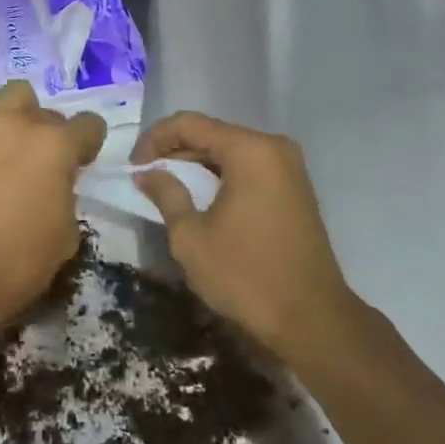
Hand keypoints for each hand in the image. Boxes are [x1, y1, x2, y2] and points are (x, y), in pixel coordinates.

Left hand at [0, 81, 105, 341]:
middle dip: (48, 131)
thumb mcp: (64, 238)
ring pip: (5, 104)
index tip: (81, 164)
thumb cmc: (13, 264)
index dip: (88, 145)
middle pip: (44, 108)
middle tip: (42, 163)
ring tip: (8, 159)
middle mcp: (15, 123)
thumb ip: (65, 197)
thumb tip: (54, 188)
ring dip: (15, 123)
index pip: (88, 124)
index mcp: (53, 145)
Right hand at [133, 112, 352, 359]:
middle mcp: (273, 148)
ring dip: (196, 164)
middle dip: (175, 150)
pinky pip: (248, 168)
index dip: (154, 139)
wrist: (311, 319)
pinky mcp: (294, 188)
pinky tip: (199, 197)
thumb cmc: (245, 275)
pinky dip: (220, 176)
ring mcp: (289, 168)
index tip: (133, 166)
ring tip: (166, 187)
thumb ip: (166, 195)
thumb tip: (147, 173)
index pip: (189, 124)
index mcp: (249, 150)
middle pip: (212, 133)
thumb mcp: (191, 237)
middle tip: (145, 176)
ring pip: (230, 151)